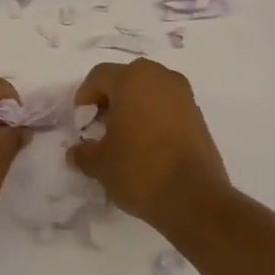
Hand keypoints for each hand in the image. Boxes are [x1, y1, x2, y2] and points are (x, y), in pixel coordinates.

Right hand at [69, 59, 230, 230]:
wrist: (195, 198)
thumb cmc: (140, 170)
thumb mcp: (100, 164)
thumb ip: (83, 152)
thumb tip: (76, 152)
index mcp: (132, 79)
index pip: (99, 76)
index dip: (84, 97)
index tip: (82, 124)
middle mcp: (160, 77)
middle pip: (126, 78)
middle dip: (110, 99)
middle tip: (100, 127)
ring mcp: (183, 95)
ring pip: (149, 90)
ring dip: (133, 107)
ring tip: (124, 137)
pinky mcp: (198, 115)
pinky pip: (167, 106)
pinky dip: (154, 117)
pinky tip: (147, 144)